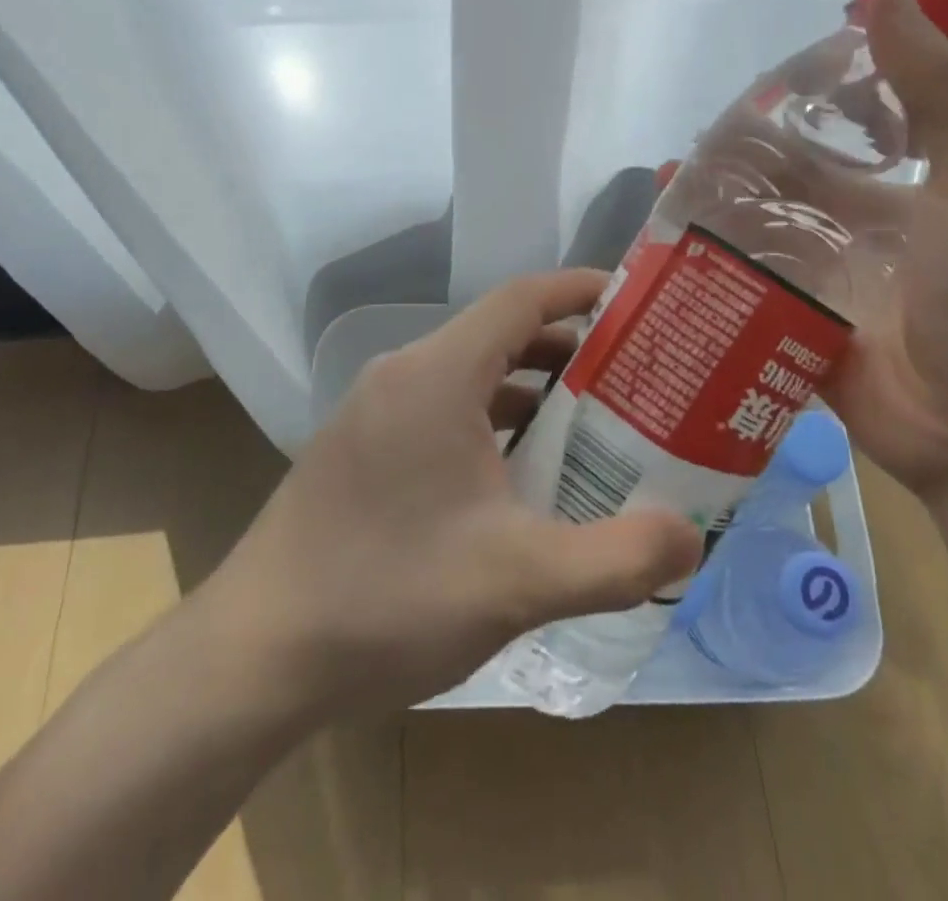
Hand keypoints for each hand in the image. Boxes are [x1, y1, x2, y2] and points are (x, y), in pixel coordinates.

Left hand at [207, 270, 702, 716]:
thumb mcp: (518, 581)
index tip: (635, 305)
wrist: (254, 656)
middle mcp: (403, 375)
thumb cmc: (388, 598)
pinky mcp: (362, 449)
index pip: (522, 298)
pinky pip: (443, 411)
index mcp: (438, 374)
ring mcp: (376, 412)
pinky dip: (492, 425)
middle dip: (569, 350)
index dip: (580, 291)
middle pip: (500, 334)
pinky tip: (520, 479)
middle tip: (633, 380)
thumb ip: (617, 558)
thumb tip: (692, 538)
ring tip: (591, 428)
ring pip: (472, 377)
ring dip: (531, 392)